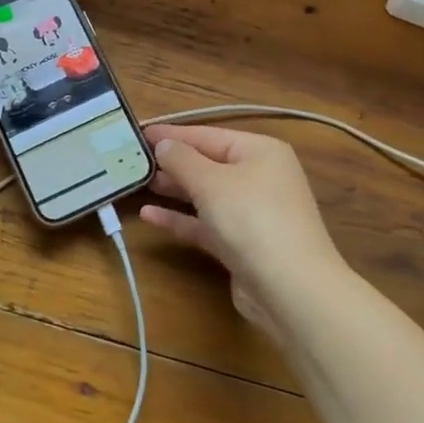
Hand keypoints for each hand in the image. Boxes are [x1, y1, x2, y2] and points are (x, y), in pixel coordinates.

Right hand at [141, 125, 345, 328]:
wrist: (291, 290)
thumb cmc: (252, 219)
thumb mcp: (211, 181)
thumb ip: (181, 159)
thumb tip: (163, 144)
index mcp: (260, 151)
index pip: (208, 134)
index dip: (172, 134)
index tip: (138, 132)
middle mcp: (260, 177)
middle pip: (208, 163)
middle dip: (171, 163)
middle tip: (132, 160)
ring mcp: (253, 213)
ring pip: (205, 194)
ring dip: (173, 190)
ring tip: (137, 184)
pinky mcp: (242, 245)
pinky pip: (206, 223)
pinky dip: (181, 219)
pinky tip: (150, 216)